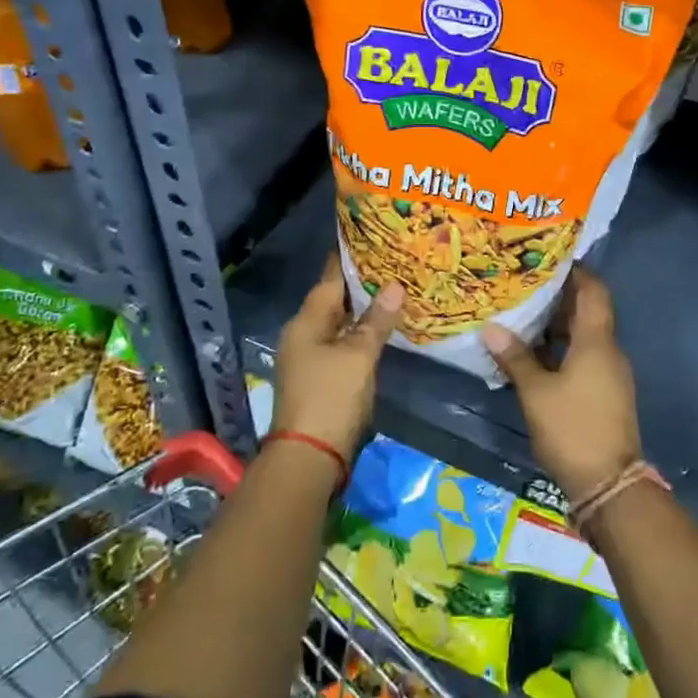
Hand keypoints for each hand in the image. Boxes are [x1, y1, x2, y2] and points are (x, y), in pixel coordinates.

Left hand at [272, 256, 402, 462]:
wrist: (309, 458)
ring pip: (339, 324)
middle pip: (333, 301)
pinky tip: (382, 330)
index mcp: (306, 322)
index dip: (349, 259)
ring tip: (394, 291)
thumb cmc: (331, 397)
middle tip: (393, 264)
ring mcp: (309, 359)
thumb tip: (395, 286)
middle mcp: (303, 335)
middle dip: (361, 284)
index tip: (371, 238)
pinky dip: (360, 334)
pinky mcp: (320, 378)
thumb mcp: (358, 356)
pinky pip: (342, 344)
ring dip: (362, 311)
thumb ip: (376, 321)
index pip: (329, 279)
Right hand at [481, 268, 640, 501]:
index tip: (548, 260)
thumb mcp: (536, 393)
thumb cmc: (572, 428)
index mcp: (597, 341)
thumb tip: (491, 327)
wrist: (610, 485)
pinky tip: (535, 355)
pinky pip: (585, 358)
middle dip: (559, 298)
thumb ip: (515, 358)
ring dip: (558, 326)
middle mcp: (609, 351)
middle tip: (525, 286)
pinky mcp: (606, 394)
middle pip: (588, 312)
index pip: (594, 291)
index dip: (576, 272)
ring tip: (523, 316)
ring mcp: (610, 374)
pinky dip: (563, 350)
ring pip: (585, 337)